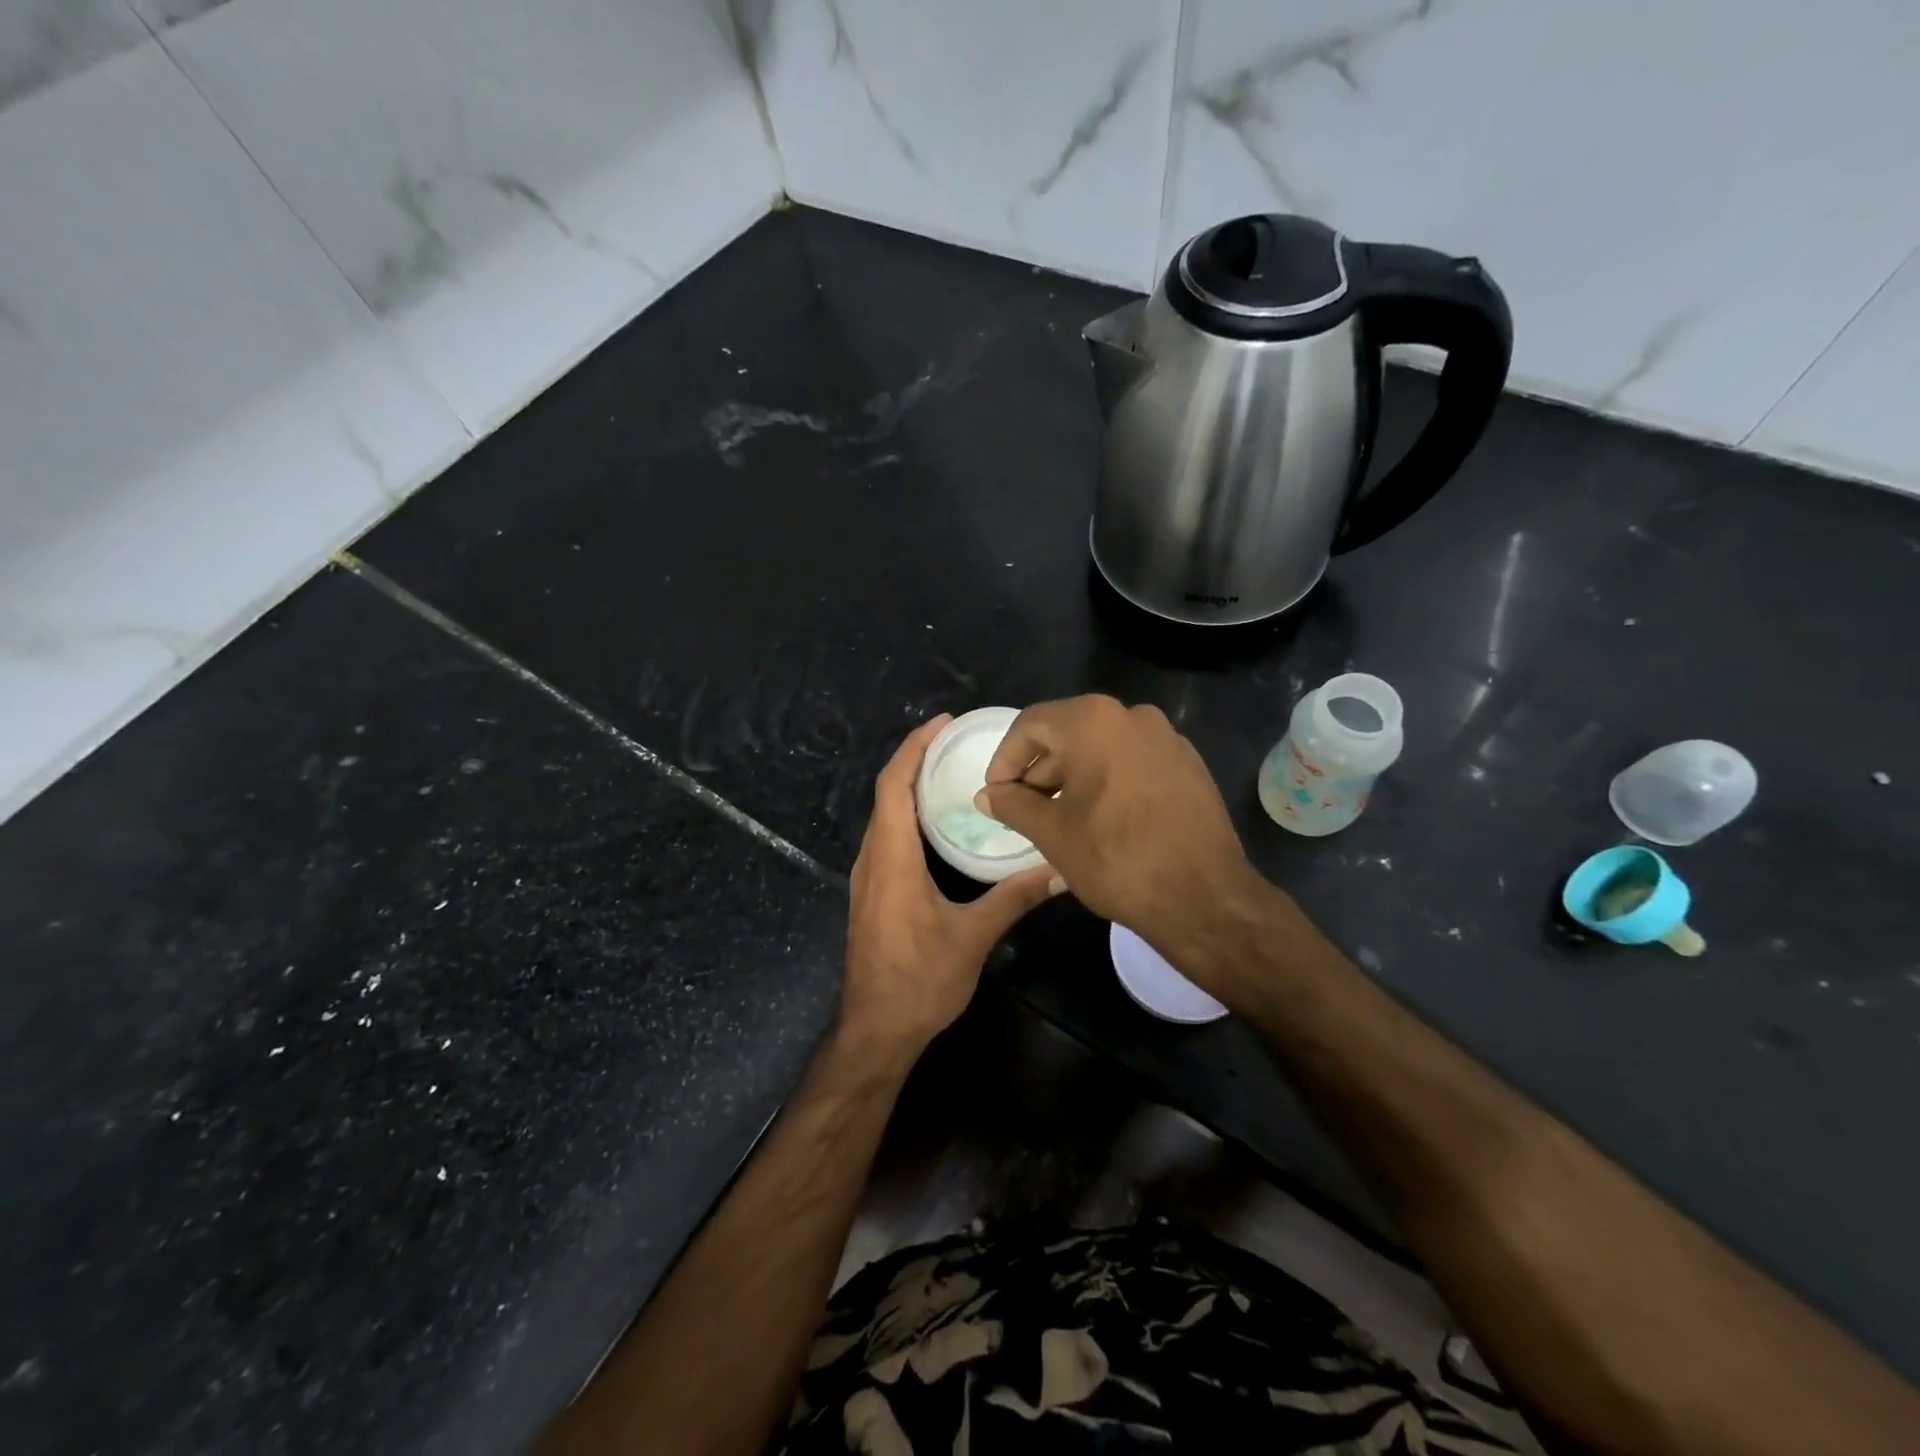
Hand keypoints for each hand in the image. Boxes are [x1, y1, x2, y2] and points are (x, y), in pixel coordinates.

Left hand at [839, 715, 1064, 1065]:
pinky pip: (887, 837)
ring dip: (910, 787)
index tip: (943, 723)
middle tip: (957, 742)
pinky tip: (938, 825)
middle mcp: (872, 859)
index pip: (894, 785)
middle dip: (916, 759)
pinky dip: (907, 815)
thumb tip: (1061, 870)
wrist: (874, 1031)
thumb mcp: (972, 937)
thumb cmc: (919, 982)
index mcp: (891, 858)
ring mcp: (868, 878)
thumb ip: (1015, 898)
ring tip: (951, 771)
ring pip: (884, 816)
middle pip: (887, 793)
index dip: (914, 747)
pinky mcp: (872, 894)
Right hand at [976, 695, 1274, 968]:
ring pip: (1102, 748)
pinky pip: (1133, 763)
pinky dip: (1108, 782)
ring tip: (1059, 820)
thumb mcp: (1051, 832)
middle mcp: (1132, 716)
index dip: (1005, 759)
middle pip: (1068, 733)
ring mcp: (1167, 739)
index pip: (1031, 725)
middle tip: (1023, 811)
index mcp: (1093, 721)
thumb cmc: (1115, 857)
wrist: (1203, 897)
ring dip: (1073, 778)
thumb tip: (987, 795)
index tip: (996, 795)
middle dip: (1039, 771)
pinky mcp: (1188, 766)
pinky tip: (1102, 821)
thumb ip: (1012, 805)